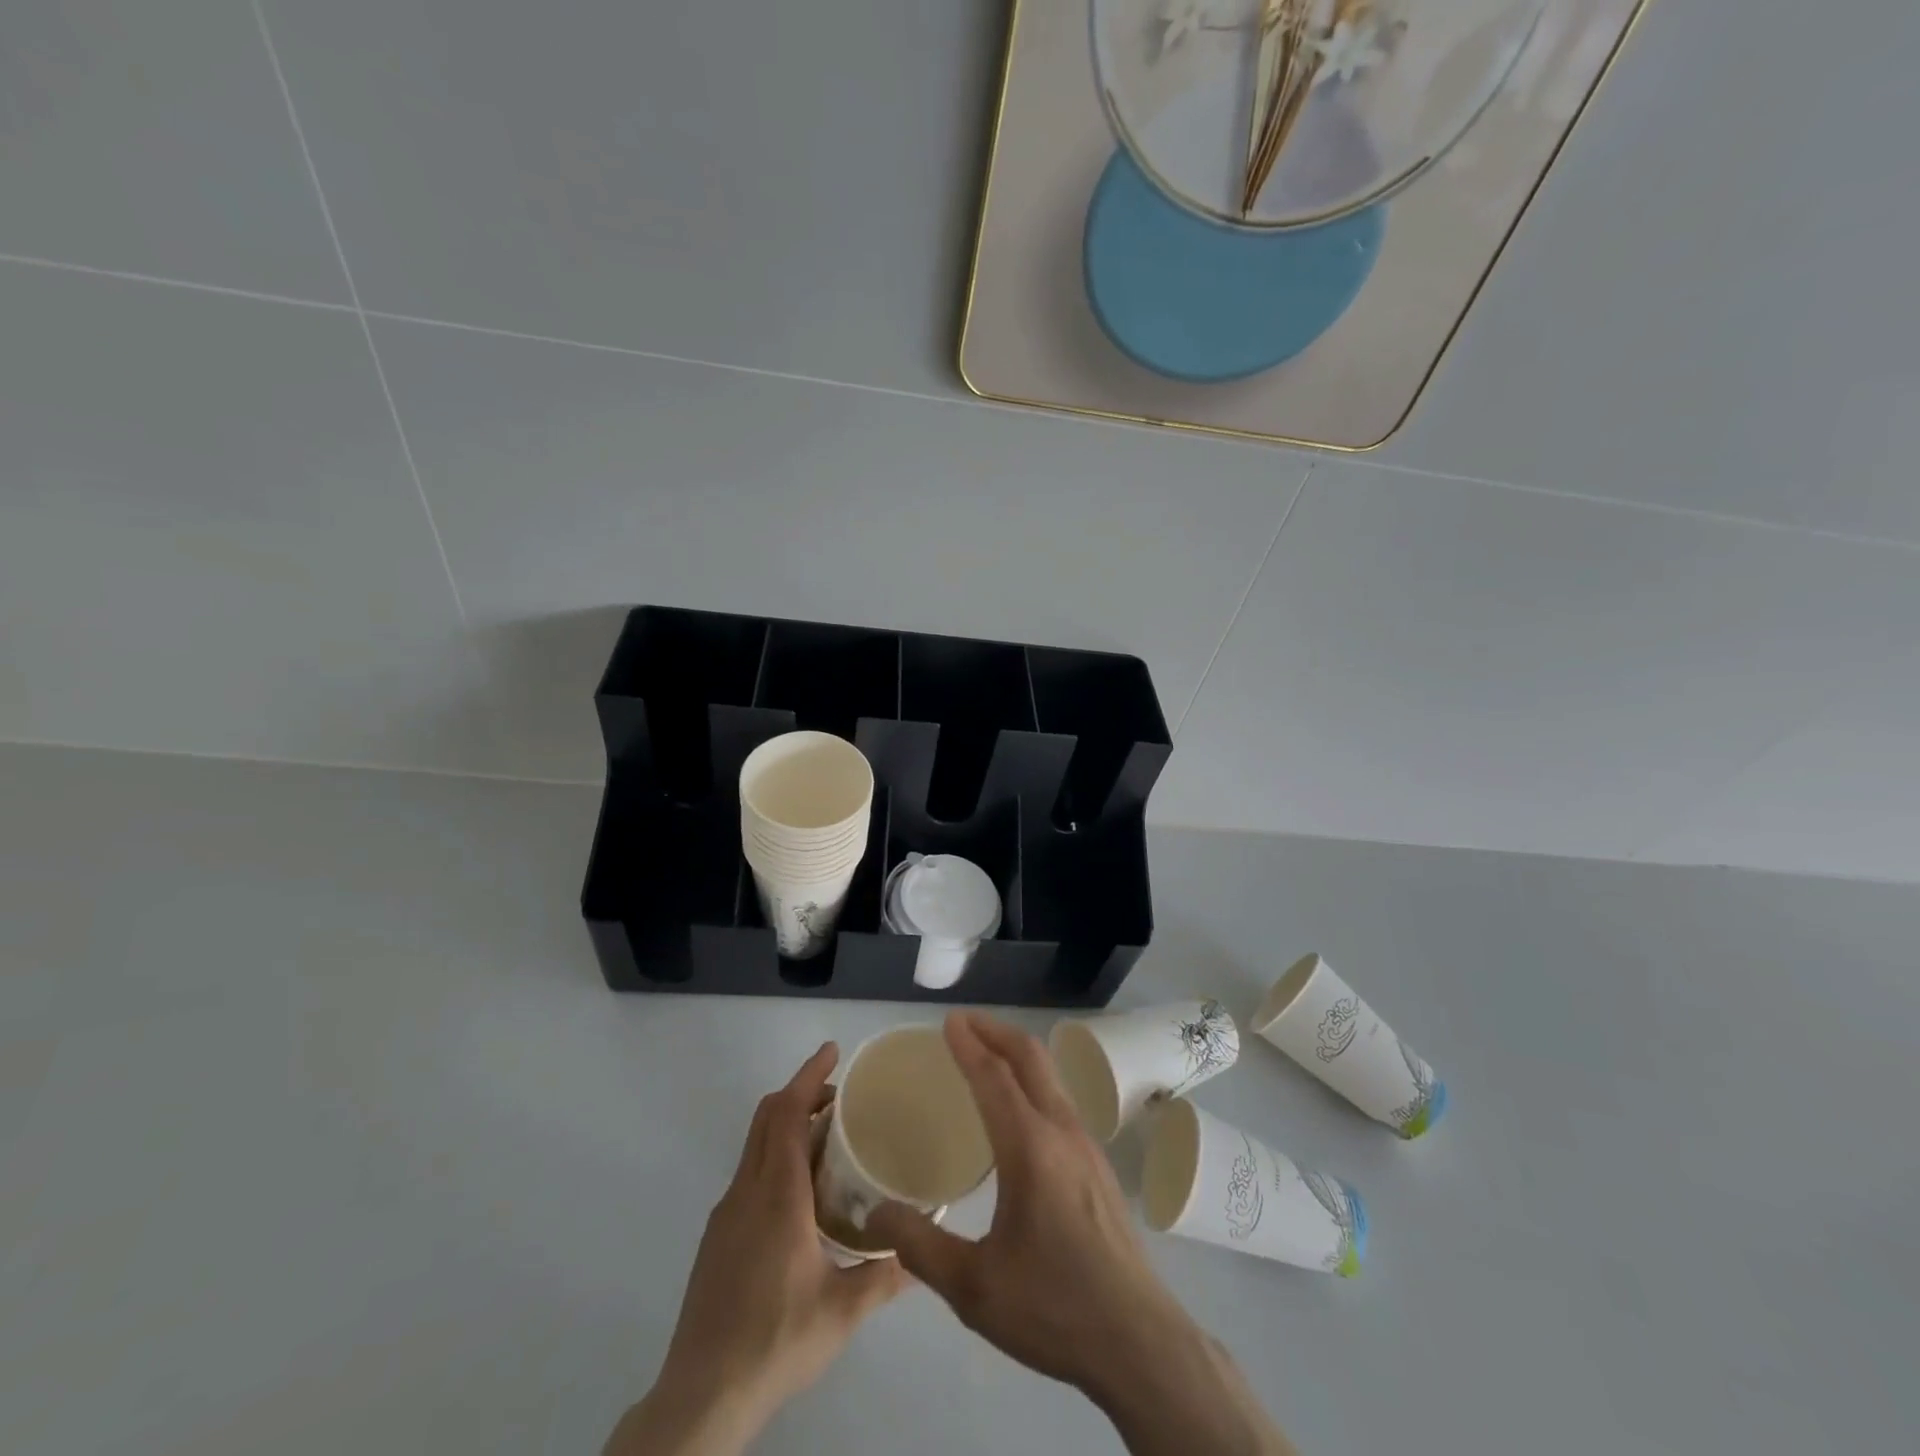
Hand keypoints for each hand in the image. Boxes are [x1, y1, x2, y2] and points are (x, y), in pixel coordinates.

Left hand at [606, 1044, 906, 1455]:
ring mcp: (727, 1212)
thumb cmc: (775, 1341)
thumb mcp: (842, 1312)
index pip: (788, 1112)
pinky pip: (750, 1172)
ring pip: (756, 1144)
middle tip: (841, 1095)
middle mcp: (747, 1191)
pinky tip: (803, 1194)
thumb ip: (885, 1276)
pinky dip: (777, 1155)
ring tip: (830, 1140)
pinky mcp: (718, 1235)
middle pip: (768, 1116)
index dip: (809, 1074)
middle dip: (802, 1092)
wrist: (700, 1396)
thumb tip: (923, 1256)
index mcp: (777, 1194)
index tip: (832, 1050)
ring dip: (789, 1124)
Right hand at [866, 1012, 1185, 1395]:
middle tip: (963, 1023)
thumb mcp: (974, 1288)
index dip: (968, 1045)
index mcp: (1030, 1148)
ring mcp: (1087, 1144)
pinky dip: (1033, 1078)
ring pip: (1050, 1075)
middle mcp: (1062, 1131)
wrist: (1139, 1342)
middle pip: (1030, 1057)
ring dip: (1017, 1052)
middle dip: (996, 1031)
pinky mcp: (1099, 1163)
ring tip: (987, 1054)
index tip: (947, 1021)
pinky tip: (1018, 1107)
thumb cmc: (1054, 1309)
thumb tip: (875, 1214)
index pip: (994, 1078)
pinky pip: (1060, 1098)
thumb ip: (919, 1247)